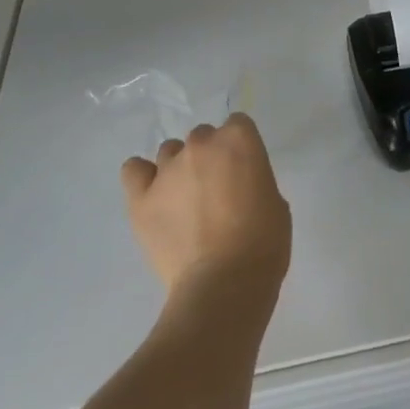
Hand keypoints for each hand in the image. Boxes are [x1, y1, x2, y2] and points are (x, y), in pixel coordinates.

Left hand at [120, 113, 291, 304]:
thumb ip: (254, 179)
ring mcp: (167, 169)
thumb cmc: (264, 244)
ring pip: (170, 151)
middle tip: (217, 189)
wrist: (225, 284)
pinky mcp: (141, 197)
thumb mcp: (275, 202)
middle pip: (203, 136)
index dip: (241, 147)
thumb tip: (237, 185)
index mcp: (238, 141)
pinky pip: (134, 170)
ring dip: (180, 167)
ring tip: (185, 199)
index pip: (238, 124)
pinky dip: (143, 177)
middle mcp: (200, 145)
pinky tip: (155, 195)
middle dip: (210, 156)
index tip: (244, 170)